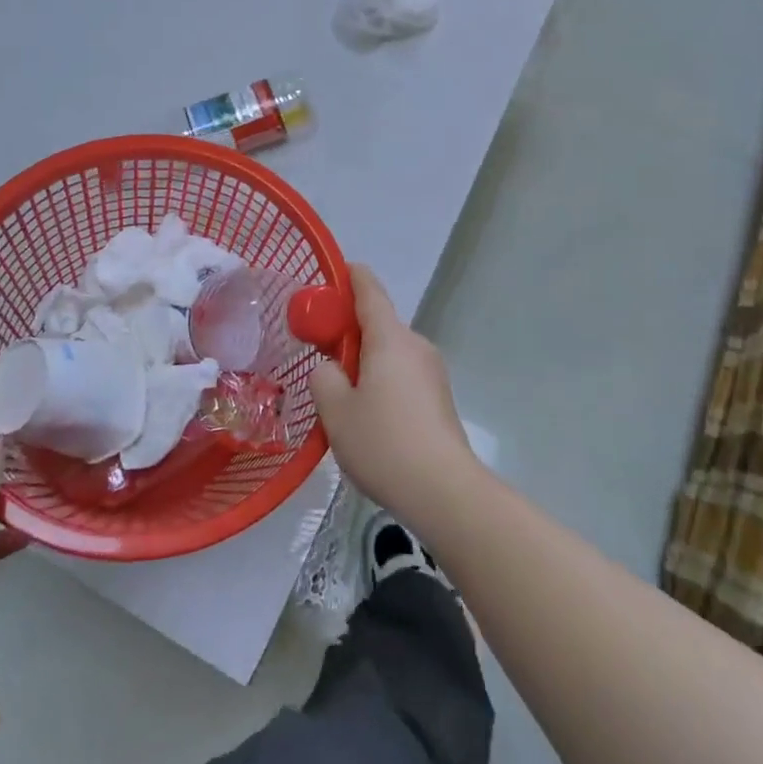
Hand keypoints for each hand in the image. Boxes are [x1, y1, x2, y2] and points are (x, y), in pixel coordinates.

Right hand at [307, 265, 477, 521]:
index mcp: (390, 338)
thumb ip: (324, 377)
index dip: (350, 277)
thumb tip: (331, 368)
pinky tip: (367, 416)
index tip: (334, 272)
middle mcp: (415, 346)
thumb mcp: (335, 411)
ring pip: (390, 353)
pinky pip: (402, 375)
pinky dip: (381, 380)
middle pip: (379, 323)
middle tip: (319, 349)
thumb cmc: (383, 443)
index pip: (369, 290)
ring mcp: (432, 372)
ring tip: (340, 393)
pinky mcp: (439, 399)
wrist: (443, 491)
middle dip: (349, 329)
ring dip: (365, 360)